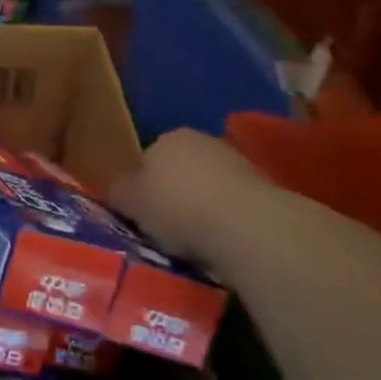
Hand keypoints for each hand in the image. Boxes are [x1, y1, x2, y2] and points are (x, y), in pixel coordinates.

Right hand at [112, 129, 271, 264]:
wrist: (244, 225)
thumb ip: (120, 192)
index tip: (142, 213)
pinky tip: (223, 242)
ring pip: (209, 185)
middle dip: (175, 193)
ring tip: (197, 241)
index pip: (147, 158)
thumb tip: (116, 189)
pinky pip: (233, 204)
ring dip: (203, 206)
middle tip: (168, 228)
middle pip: (180, 169)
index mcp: (165, 138)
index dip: (143, 186)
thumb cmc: (176, 208)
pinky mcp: (264, 188)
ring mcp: (235, 161)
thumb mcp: (131, 203)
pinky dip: (227, 219)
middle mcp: (200, 141)